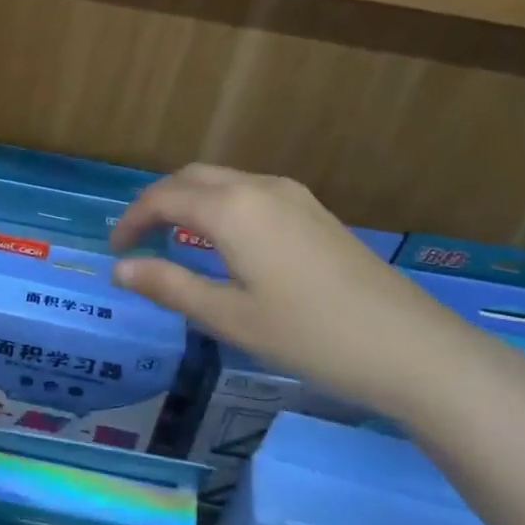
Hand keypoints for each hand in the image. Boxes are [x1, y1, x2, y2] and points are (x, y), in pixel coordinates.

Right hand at [110, 165, 524, 422]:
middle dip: (158, 201)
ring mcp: (294, 196)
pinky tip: (224, 242)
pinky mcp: (315, 211)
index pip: (164, 198)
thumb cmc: (309, 335)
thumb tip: (121, 269)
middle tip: (138, 239)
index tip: (114, 250)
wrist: (409, 347)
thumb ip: (171, 286)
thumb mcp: (230, 318)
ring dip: (190, 200)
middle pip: (192, 177)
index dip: (132, 220)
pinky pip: (251, 192)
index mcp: (233, 209)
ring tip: (173, 239)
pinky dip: (221, 206)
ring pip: (224, 181)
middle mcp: (260, 187)